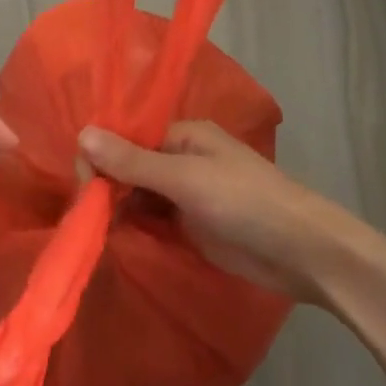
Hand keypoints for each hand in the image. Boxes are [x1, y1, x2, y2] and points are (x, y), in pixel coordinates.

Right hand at [77, 121, 385, 304]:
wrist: (303, 252)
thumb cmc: (245, 202)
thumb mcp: (185, 179)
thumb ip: (132, 161)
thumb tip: (82, 133)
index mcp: (183, 135)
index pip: (126, 138)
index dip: (101, 157)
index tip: (84, 187)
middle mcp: (180, 159)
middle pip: (128, 166)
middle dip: (106, 185)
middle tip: (87, 214)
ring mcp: (186, 194)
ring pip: (137, 195)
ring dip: (117, 208)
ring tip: (95, 229)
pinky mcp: (190, 225)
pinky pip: (151, 220)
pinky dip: (133, 226)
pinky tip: (115, 237)